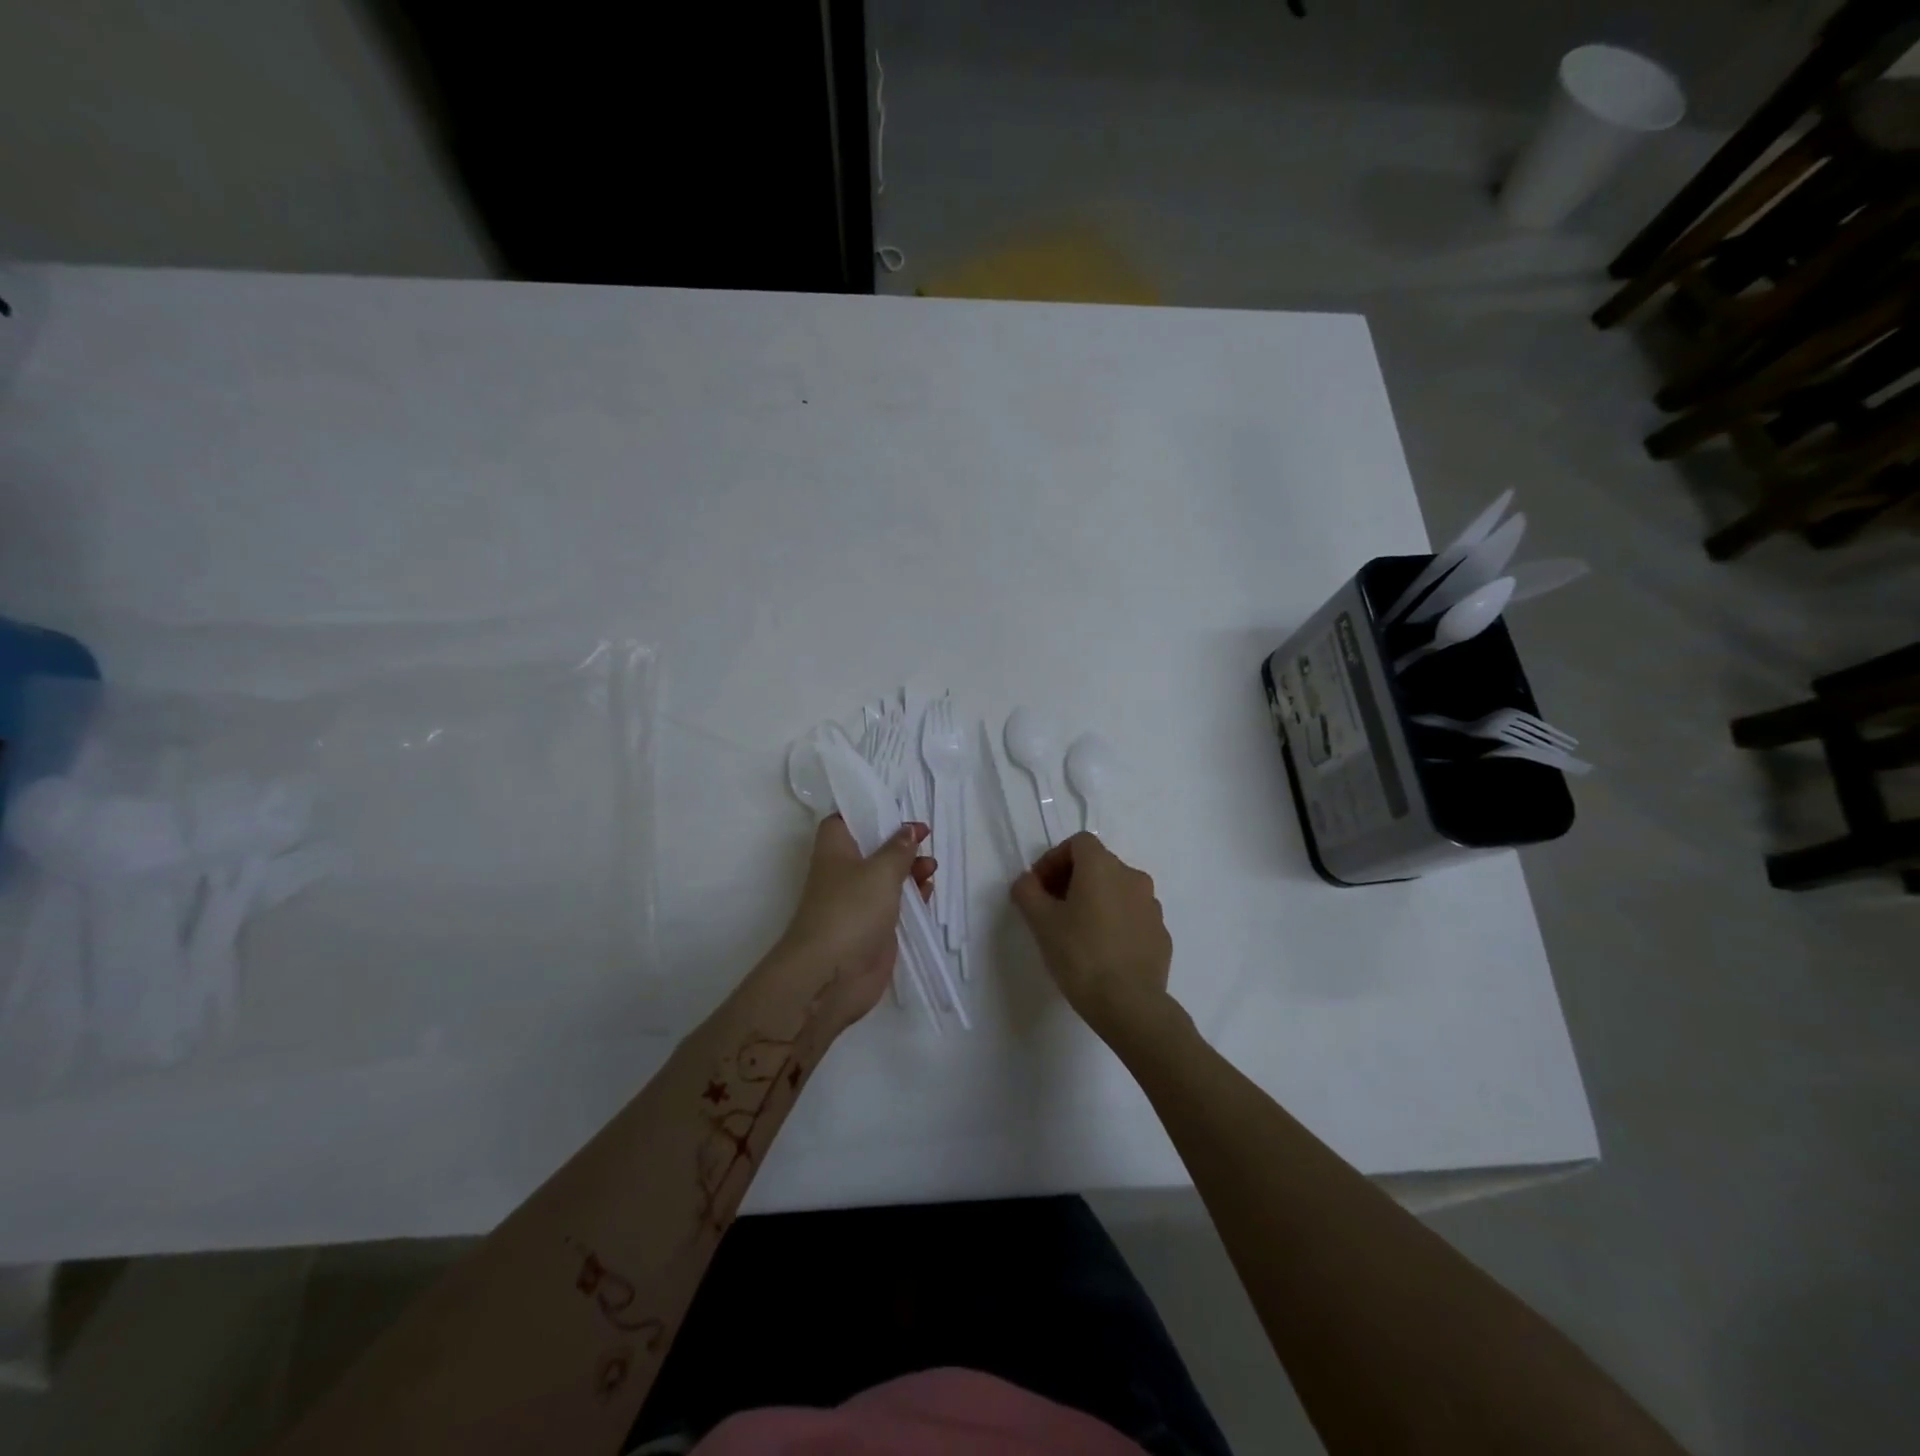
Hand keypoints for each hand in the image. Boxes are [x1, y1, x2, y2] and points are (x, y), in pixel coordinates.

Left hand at [776, 815, 934, 1028]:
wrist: (830, 975)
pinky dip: (913, 896)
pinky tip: (929, 891)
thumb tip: (908, 830)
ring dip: (911, 869)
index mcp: (835, 850)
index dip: (868, 811)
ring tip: (931, 867)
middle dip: (899, 842)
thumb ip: (898, 849)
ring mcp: (859, 902)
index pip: (844, 820)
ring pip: (887, 876)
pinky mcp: (873, 928)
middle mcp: (844, 873)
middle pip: (872, 848)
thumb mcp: (880, 871)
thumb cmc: (851, 910)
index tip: (896, 810)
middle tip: (924, 840)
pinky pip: (896, 904)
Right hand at [1011, 833, 1173, 1039]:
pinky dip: (1115, 921)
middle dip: (1072, 879)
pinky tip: (1102, 950)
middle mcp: (1132, 877)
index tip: (1040, 887)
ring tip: (1077, 931)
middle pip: (1098, 864)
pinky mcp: (1161, 933)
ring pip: (1117, 890)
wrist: (1129, 1004)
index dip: (1054, 859)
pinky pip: (1132, 916)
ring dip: (1096, 900)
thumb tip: (1027, 881)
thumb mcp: (1041, 922)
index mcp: (1103, 867)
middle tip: (1052, 908)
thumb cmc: (1080, 955)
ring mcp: (1152, 906)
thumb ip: (1027, 891)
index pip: (1078, 843)